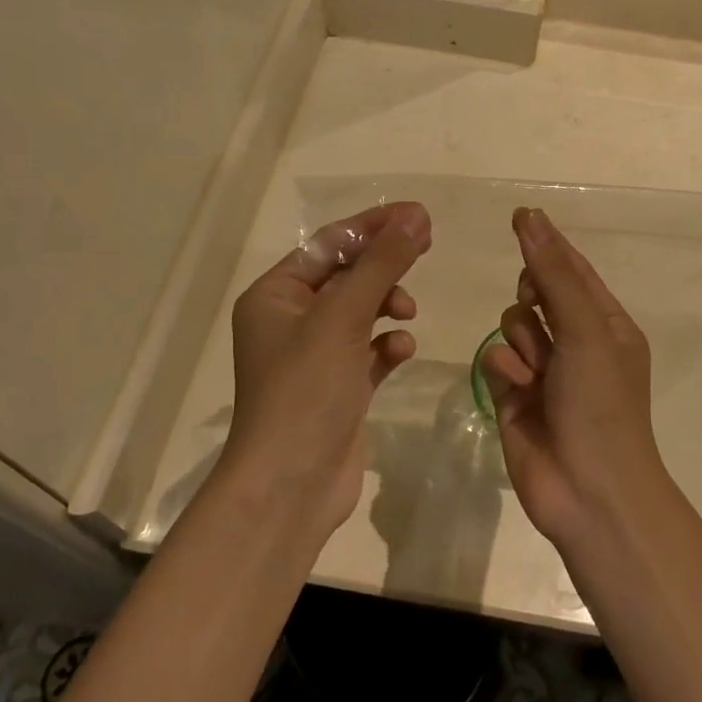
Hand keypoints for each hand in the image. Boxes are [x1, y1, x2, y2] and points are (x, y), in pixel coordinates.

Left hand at [225, 202, 431, 540]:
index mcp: (275, 295)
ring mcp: (314, 356)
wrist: (291, 487)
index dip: (373, 225)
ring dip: (388, 304)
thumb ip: (382, 263)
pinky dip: (388, 345)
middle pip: (347, 275)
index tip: (418, 214)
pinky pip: (369, 350)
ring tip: (408, 313)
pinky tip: (401, 351)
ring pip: (361, 311)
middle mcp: (290, 320)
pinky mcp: (338, 386)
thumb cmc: (306, 389)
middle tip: (426, 246)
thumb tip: (417, 214)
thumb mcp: (344, 316)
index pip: (329, 244)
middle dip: (384, 264)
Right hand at [481, 208, 665, 543]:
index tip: (520, 216)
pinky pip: (497, 359)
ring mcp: (544, 370)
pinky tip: (518, 389)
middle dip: (533, 297)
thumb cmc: (600, 401)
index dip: (548, 243)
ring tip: (537, 371)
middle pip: (538, 293)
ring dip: (522, 339)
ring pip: (514, 324)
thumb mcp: (585, 328)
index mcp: (606, 323)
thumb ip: (554, 273)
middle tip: (538, 307)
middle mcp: (576, 342)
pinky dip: (505, 368)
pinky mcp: (515, 396)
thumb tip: (531, 218)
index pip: (574, 270)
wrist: (589, 490)